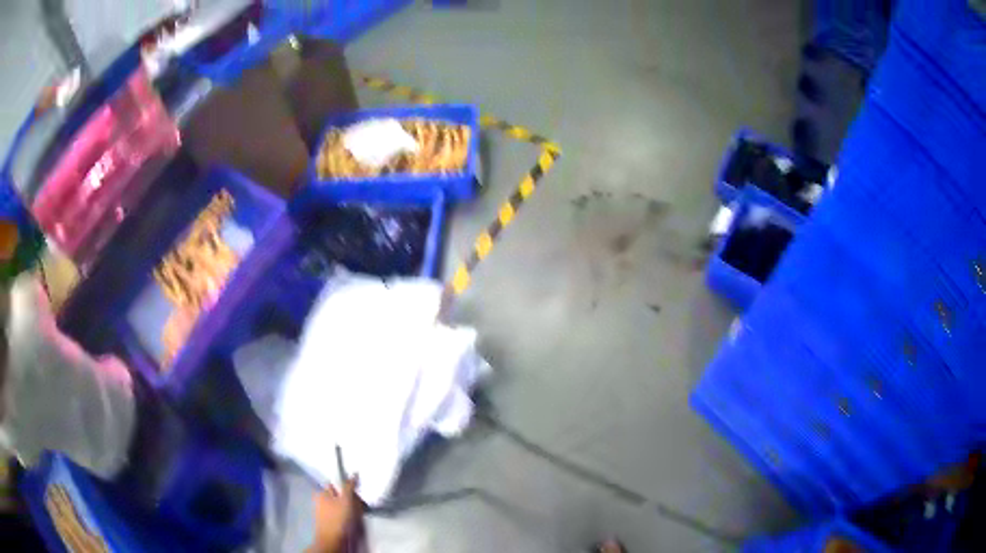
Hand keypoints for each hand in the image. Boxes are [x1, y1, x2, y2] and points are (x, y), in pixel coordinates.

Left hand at [308, 477, 360, 552]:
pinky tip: (353, 519)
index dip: (345, 486)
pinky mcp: (330, 522)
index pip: (334, 484)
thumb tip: (354, 473)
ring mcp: (324, 512)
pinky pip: (340, 515)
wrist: (332, 540)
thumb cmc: (337, 518)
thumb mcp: (346, 499)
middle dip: (348, 497)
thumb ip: (349, 486)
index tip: (356, 489)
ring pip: (340, 506)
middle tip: (359, 501)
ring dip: (349, 507)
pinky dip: (347, 515)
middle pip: (338, 495)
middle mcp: (320, 501)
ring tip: (358, 511)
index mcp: (321, 493)